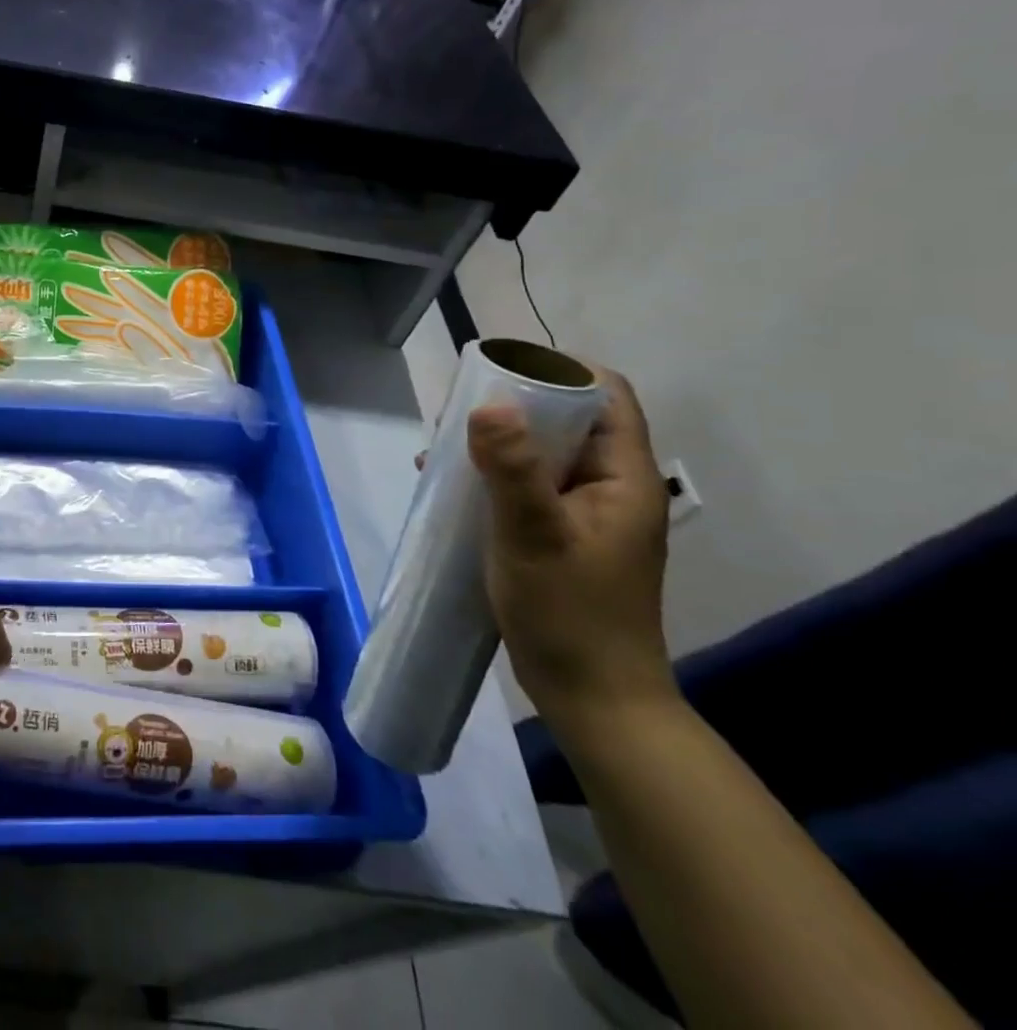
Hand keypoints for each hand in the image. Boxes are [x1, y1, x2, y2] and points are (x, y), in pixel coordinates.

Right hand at [465, 367, 676, 737]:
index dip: (561, 369)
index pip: (606, 395)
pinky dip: (493, 477)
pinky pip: (527, 488)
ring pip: (543, 455)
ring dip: (498, 442)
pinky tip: (451, 487)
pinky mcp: (560, 538)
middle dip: (516, 405)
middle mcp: (609, 488)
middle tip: (460, 408)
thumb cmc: (570, 614)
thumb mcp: (534, 535)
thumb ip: (512, 468)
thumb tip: (488, 404)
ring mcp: (585, 516)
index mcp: (622, 477)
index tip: (503, 367)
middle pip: (570, 421)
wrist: (594, 700)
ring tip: (445, 445)